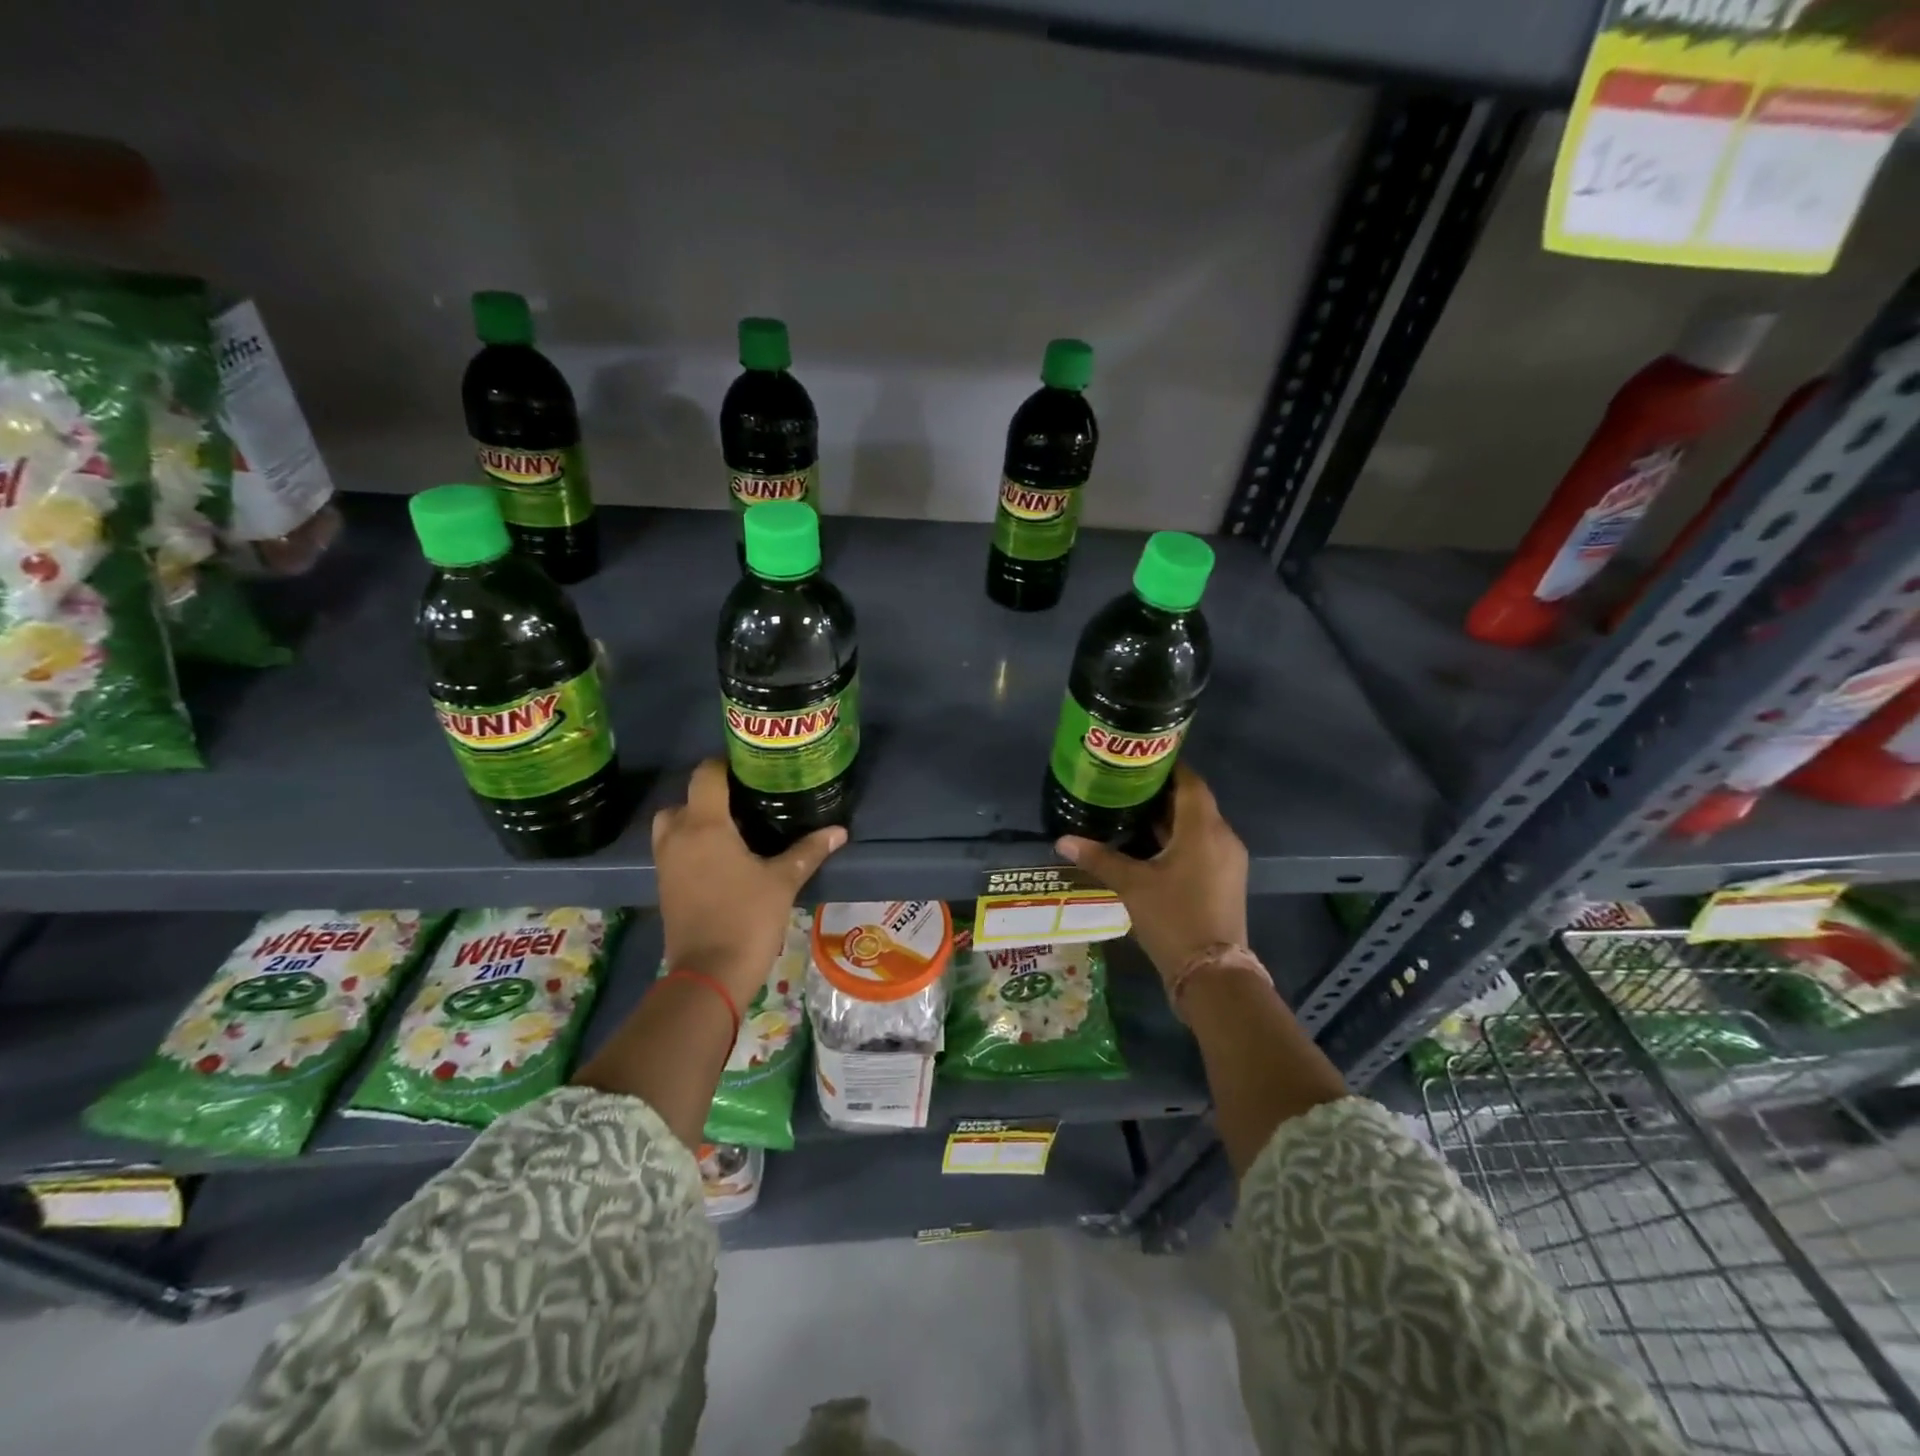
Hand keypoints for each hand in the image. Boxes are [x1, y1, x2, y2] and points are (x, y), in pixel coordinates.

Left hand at [652, 759, 844, 1006]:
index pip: (706, 775)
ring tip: (732, 829)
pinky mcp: (664, 885)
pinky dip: (690, 844)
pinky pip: (673, 849)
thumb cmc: (747, 918)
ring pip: (672, 825)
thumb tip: (839, 831)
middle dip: (708, 796)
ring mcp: (666, 862)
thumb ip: (808, 850)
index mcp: (704, 825)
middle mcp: (678, 836)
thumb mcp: (783, 881)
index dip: (725, 764)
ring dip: (694, 820)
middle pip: (683, 798)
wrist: (709, 974)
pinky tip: (722, 858)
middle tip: (743, 802)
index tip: (751, 768)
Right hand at [1056, 764, 1248, 982]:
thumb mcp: (1132, 885)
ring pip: (1197, 825)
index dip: (1167, 766)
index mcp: (1203, 828)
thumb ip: (1100, 858)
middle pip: (1193, 802)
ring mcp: (1228, 860)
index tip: (1139, 759)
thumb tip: (1063, 840)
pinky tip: (1150, 847)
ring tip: (1130, 813)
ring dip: (1169, 818)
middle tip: (1124, 786)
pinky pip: (1202, 845)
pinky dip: (1179, 838)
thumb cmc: (1173, 917)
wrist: (1213, 973)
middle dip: (1160, 793)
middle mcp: (1222, 836)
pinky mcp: (1225, 879)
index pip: (1189, 781)